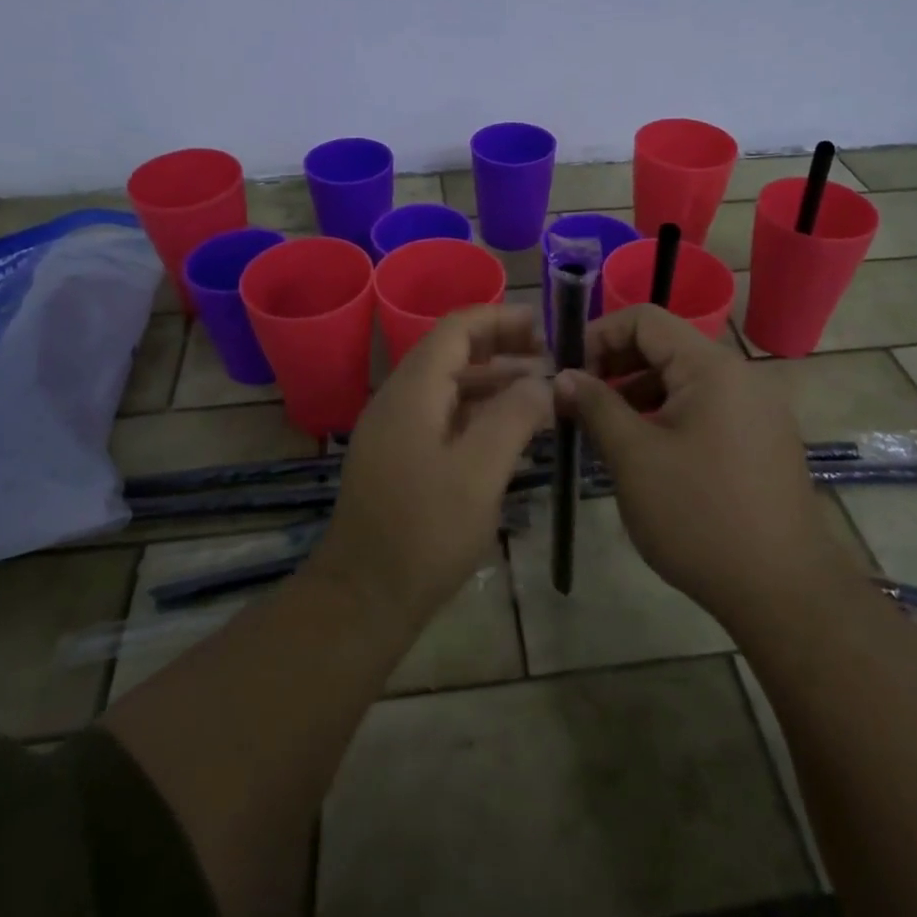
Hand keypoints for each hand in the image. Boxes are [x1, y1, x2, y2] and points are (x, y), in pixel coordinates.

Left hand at [313, 305, 551, 625]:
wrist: (363, 597)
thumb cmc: (424, 532)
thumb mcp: (480, 472)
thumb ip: (514, 417)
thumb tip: (542, 380)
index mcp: (413, 390)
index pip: (456, 328)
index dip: (500, 318)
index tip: (545, 328)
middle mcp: (399, 399)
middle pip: (452, 353)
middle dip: (503, 348)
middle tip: (552, 360)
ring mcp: (396, 429)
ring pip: (449, 386)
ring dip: (494, 381)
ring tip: (542, 392)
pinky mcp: (400, 457)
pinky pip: (443, 416)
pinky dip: (479, 412)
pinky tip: (511, 431)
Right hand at [555, 306, 847, 629]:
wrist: (784, 592)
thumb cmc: (699, 516)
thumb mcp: (634, 457)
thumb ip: (595, 406)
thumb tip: (564, 376)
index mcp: (711, 367)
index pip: (644, 318)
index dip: (598, 335)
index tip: (568, 374)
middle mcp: (739, 376)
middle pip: (664, 346)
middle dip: (614, 366)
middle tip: (577, 404)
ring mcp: (755, 409)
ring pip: (682, 380)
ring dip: (636, 394)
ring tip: (602, 432)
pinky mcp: (760, 440)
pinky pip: (703, 409)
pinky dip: (665, 416)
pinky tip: (643, 453)